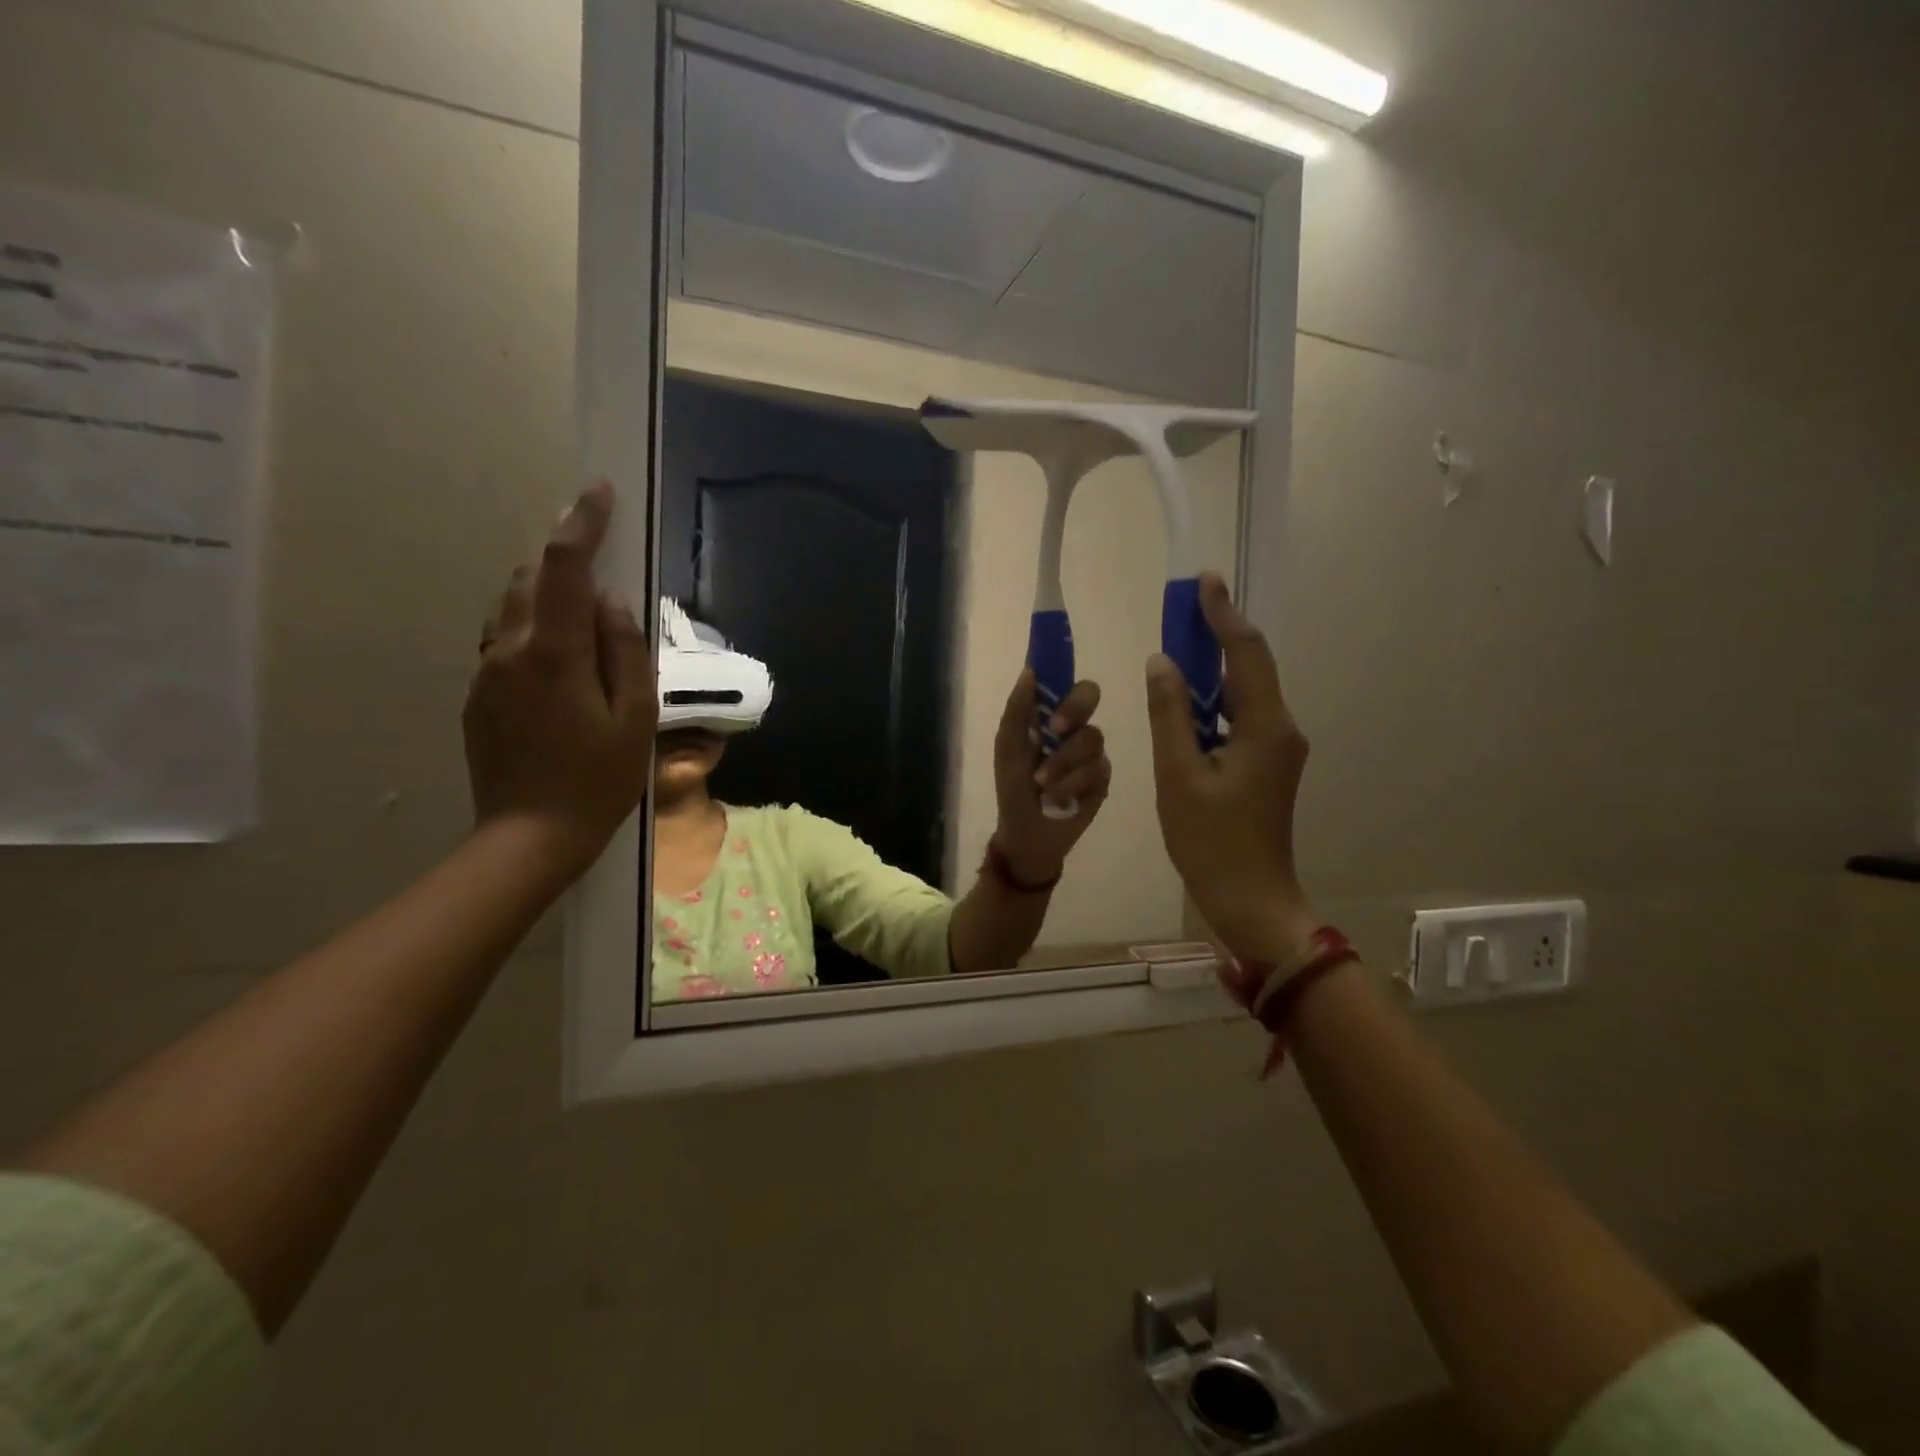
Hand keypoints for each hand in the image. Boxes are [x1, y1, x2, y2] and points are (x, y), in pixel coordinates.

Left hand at [464, 480, 655, 874]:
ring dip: (543, 593)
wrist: (530, 836)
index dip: (582, 523)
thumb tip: (612, 602)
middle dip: (561, 558)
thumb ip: (625, 651)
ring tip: (581, 612)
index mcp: (555, 652)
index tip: (598, 492)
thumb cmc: (599, 780)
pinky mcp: (478, 696)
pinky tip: (559, 661)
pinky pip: (503, 642)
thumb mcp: (635, 717)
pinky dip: (531, 628)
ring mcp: (486, 673)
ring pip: (509, 608)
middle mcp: (510, 650)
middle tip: (598, 564)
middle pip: (528, 579)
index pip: (565, 567)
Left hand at [991, 671, 1110, 884]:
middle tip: (1056, 729)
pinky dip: (1071, 785)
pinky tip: (1057, 799)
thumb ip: (1017, 710)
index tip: (1053, 669)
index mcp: (1049, 715)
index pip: (1062, 681)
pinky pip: (1097, 770)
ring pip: (1091, 738)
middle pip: (1090, 695)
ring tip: (1042, 784)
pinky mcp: (1103, 779)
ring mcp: (1091, 752)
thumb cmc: (1013, 787)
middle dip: (1074, 709)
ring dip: (1062, 762)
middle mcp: (1074, 727)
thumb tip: (1029, 672)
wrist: (1026, 833)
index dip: (1061, 669)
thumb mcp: (1008, 748)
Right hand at [1145, 572, 1319, 965]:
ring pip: (1242, 695)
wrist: (1250, 899)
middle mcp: (1281, 730)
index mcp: (1267, 727)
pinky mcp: (1266, 766)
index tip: (1203, 581)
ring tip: (1175, 651)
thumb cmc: (1210, 841)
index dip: (1224, 615)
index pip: (1248, 653)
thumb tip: (1162, 662)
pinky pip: (1238, 720)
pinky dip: (1211, 704)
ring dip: (1210, 672)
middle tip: (1180, 611)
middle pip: (1249, 669)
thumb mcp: (1178, 775)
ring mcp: (1277, 750)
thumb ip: (1169, 714)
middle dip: (1216, 637)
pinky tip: (1183, 704)